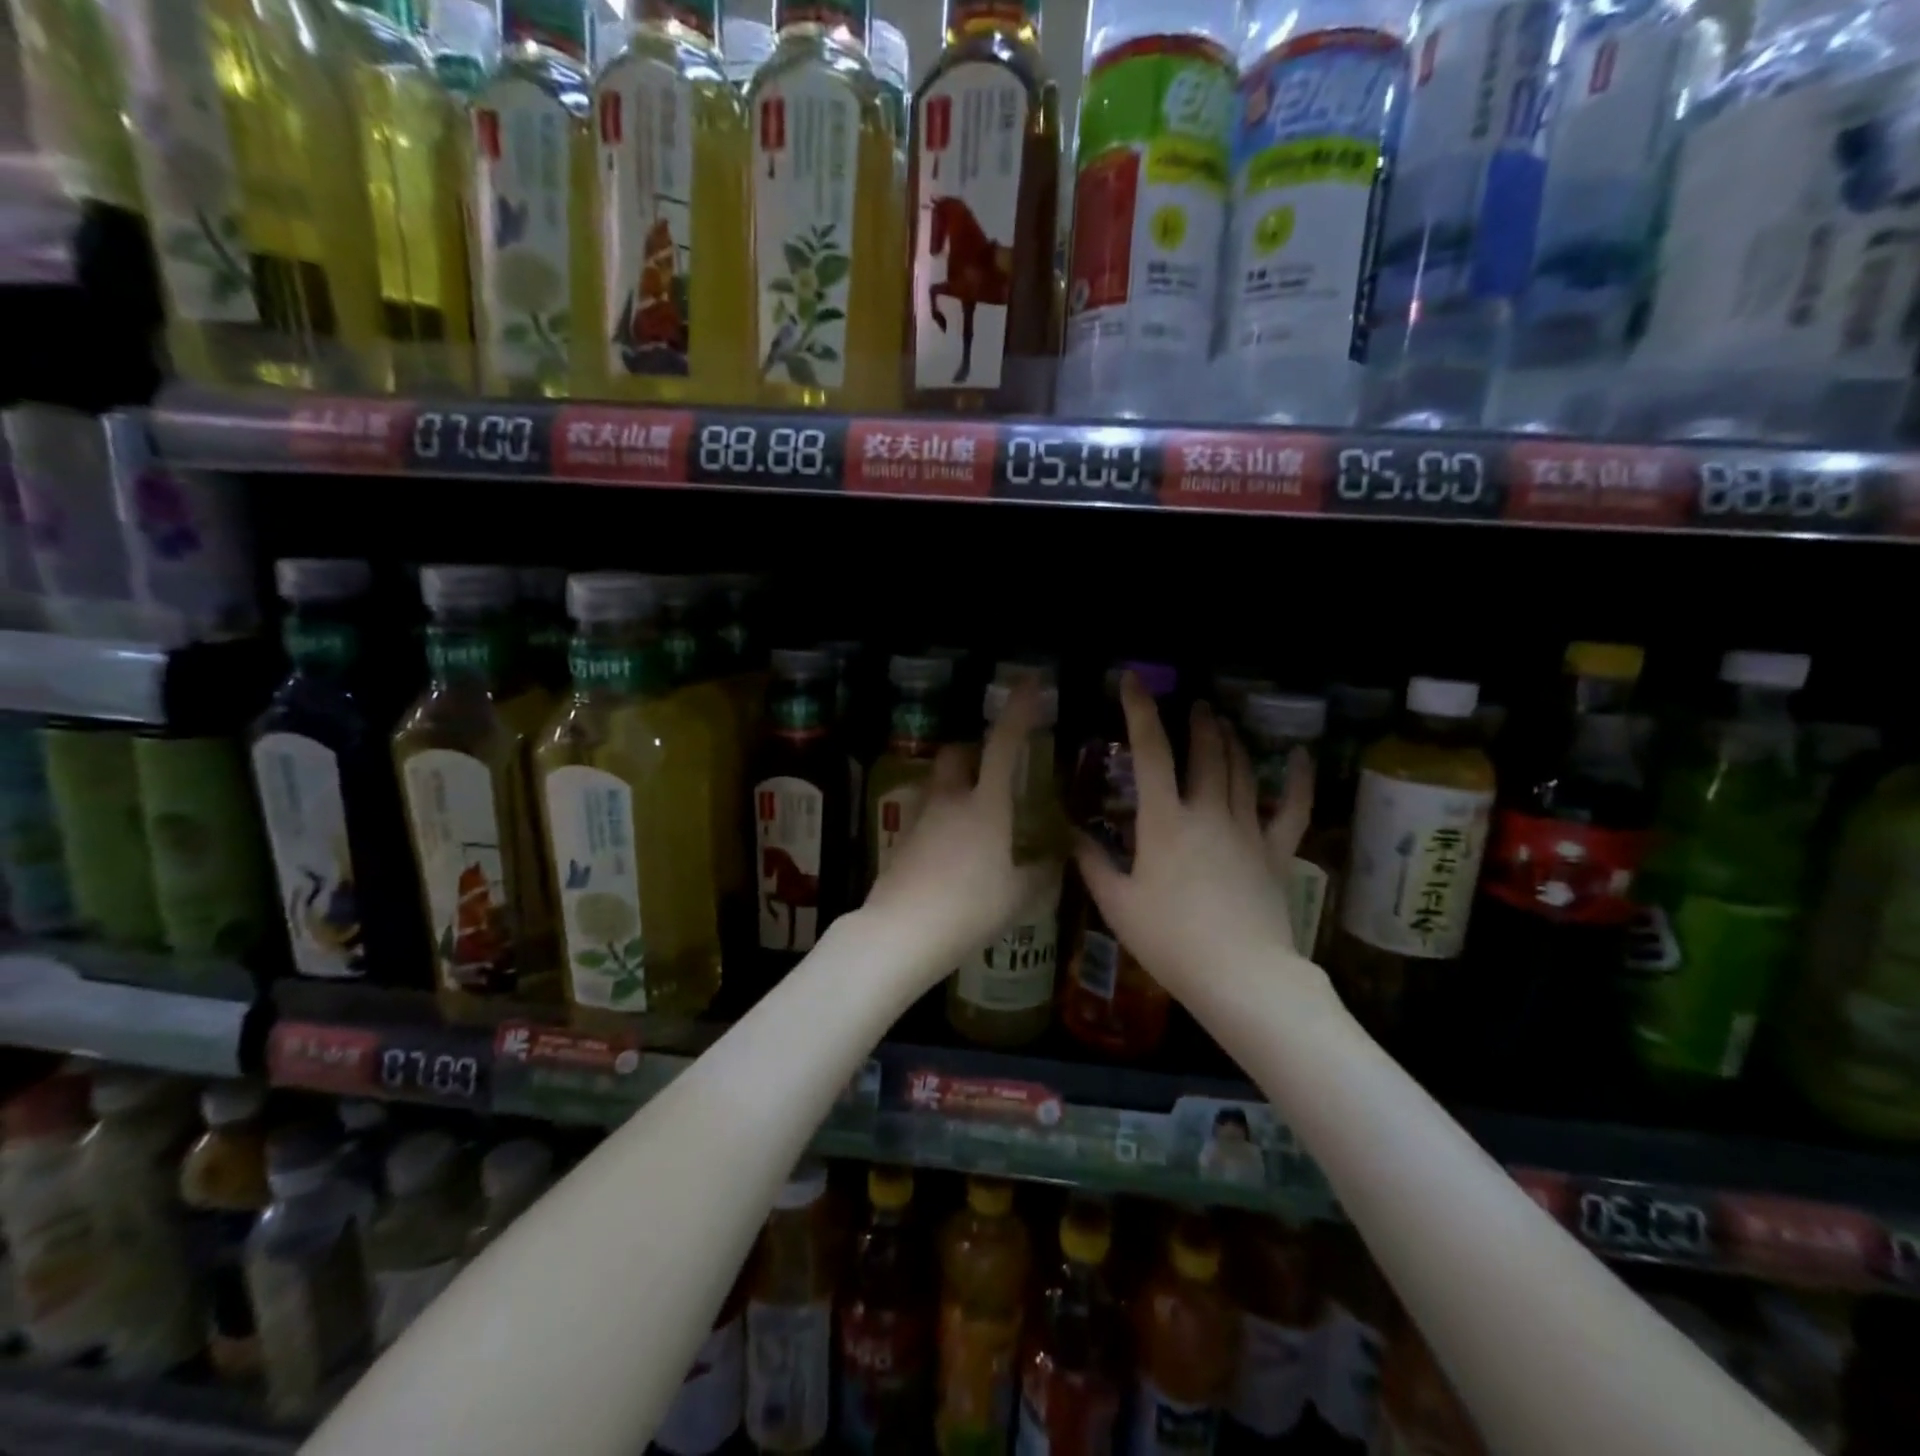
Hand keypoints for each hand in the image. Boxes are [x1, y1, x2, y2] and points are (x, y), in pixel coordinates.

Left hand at [862, 680, 1057, 979]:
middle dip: (974, 750)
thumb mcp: (1020, 896)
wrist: (902, 932)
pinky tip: (951, 846)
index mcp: (986, 805)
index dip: (1019, 710)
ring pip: (937, 782)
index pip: (1004, 744)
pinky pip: (925, 813)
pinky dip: (940, 815)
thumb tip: (1056, 858)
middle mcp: (950, 800)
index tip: (1028, 682)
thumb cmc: (970, 910)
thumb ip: (1042, 872)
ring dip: (955, 783)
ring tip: (974, 811)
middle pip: (957, 754)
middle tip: (994, 768)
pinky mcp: (902, 839)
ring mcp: (920, 818)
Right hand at [1074, 673, 1338, 1009]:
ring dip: (1229, 740)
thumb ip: (1092, 862)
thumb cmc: (1170, 941)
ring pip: (1240, 770)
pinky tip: (1300, 756)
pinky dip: (1297, 779)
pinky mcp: (1276, 852)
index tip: (1132, 680)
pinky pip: (1291, 808)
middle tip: (1192, 705)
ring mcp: (1247, 830)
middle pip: (1205, 753)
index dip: (1140, 712)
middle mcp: (1208, 813)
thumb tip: (1070, 833)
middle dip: (1197, 722)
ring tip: (1220, 721)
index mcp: (1164, 821)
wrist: (1241, 977)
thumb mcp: (1117, 904)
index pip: (1150, 753)